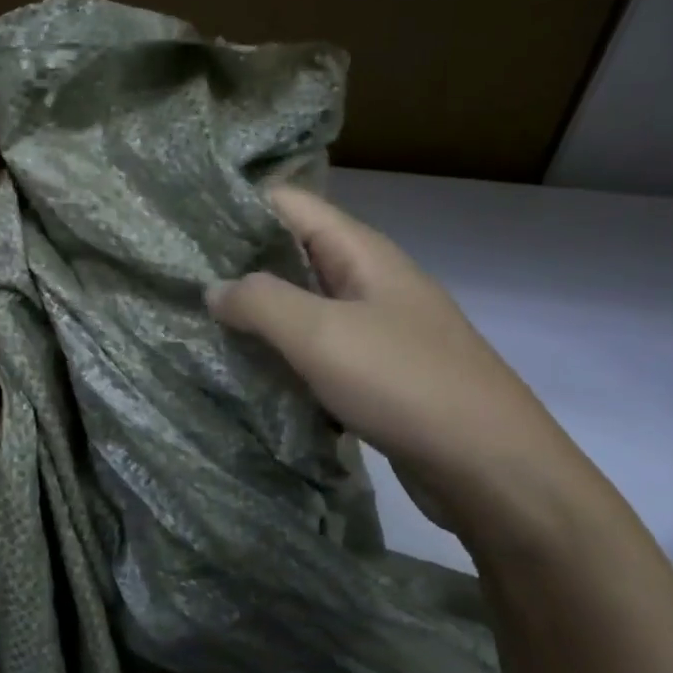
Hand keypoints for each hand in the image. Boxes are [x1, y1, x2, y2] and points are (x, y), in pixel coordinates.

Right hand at [207, 184, 602, 541]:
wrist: (493, 469)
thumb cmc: (405, 383)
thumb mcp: (320, 333)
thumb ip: (259, 302)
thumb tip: (214, 288)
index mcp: (360, 251)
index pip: (288, 203)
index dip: (236, 207)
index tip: (184, 228)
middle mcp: (369, 279)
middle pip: (292, 252)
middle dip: (239, 264)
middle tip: (179, 282)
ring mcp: (377, 326)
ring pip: (304, 304)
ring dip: (259, 313)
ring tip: (200, 324)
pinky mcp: (378, 371)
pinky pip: (318, 348)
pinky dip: (284, 353)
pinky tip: (248, 370)